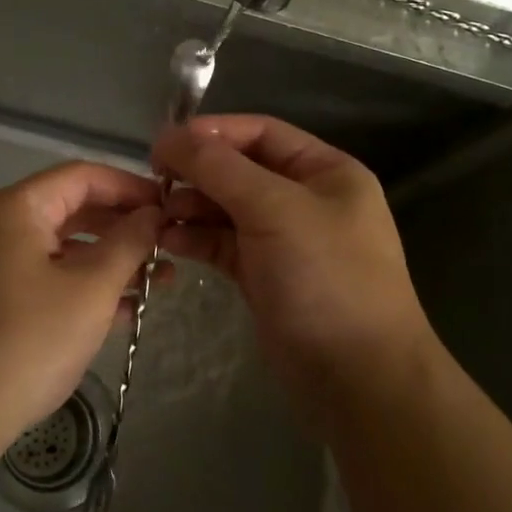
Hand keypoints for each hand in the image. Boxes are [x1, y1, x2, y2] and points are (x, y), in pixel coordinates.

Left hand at [0, 161, 161, 453]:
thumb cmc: (30, 339)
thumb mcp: (91, 288)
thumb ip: (128, 243)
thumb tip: (153, 214)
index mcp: (16, 207)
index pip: (82, 176)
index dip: (130, 187)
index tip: (170, 206)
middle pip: (72, 209)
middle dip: (124, 227)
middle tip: (169, 245)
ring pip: (62, 246)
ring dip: (109, 260)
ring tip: (159, 281)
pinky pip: (45, 275)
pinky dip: (82, 285)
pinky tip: (125, 310)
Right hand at [152, 115, 432, 418]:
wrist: (357, 378)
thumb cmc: (326, 277)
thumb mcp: (275, 209)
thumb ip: (220, 168)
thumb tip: (170, 137)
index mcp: (325, 171)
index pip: (261, 132)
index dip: (213, 132)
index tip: (165, 143)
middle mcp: (304, 198)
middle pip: (239, 169)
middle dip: (197, 172)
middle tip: (154, 180)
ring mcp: (283, 239)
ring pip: (226, 208)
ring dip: (190, 206)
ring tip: (157, 215)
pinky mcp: (263, 274)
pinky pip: (222, 243)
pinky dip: (196, 238)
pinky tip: (168, 241)